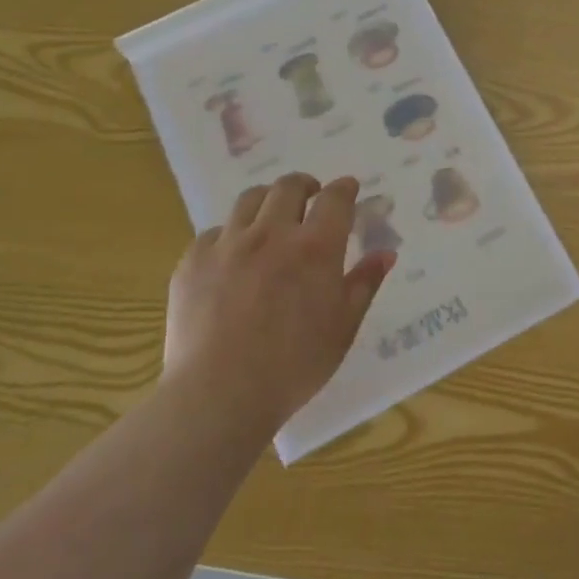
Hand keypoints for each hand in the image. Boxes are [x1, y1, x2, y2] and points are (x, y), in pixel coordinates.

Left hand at [163, 173, 393, 428]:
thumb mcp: (343, 328)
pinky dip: (230, 235)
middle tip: (311, 196)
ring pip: (249, 200)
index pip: (334, 199)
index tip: (349, 188)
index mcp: (316, 247)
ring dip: (267, 200)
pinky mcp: (193, 261)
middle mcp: (272, 233)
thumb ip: (364, 284)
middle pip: (288, 187)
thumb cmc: (294, 365)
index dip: (344, 188)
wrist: (218, 394)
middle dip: (305, 185)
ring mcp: (228, 244)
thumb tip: (385, 253)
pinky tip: (233, 256)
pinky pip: (214, 232)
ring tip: (271, 216)